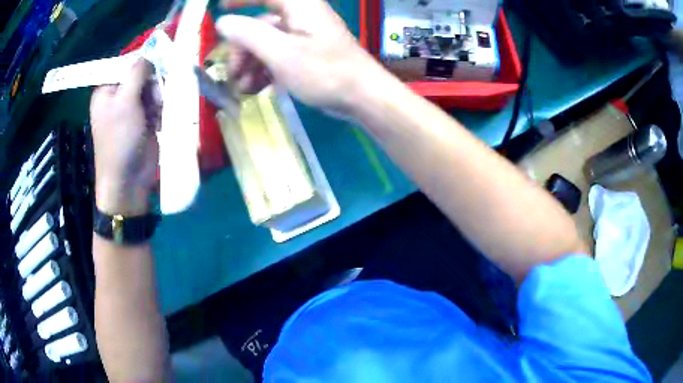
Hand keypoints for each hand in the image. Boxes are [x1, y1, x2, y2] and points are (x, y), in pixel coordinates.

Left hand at [90, 59, 159, 215]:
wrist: (128, 180)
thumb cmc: (120, 140)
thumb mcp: (125, 101)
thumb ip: (137, 73)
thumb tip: (149, 55)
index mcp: (107, 90)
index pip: (126, 64)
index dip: (142, 62)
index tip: (156, 65)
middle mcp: (118, 96)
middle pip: (142, 75)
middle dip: (152, 84)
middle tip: (154, 98)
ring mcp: (132, 109)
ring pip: (153, 88)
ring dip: (158, 97)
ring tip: (156, 113)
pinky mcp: (145, 119)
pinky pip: (157, 103)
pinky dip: (161, 109)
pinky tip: (158, 121)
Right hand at [218, 0, 387, 112]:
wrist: (362, 97)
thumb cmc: (325, 71)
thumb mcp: (281, 53)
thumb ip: (249, 34)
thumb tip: (223, 22)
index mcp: (299, 6)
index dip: (241, 0)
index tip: (219, 7)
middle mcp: (301, 16)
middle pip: (260, 24)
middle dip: (242, 49)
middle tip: (232, 74)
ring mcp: (305, 36)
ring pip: (267, 43)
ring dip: (251, 65)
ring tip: (244, 89)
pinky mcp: (308, 54)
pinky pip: (279, 56)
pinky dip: (265, 71)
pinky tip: (258, 89)